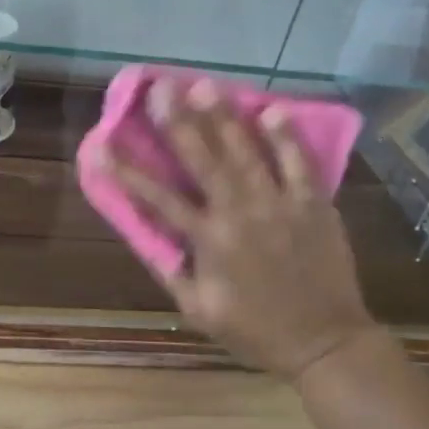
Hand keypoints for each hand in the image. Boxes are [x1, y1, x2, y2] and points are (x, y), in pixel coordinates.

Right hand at [88, 77, 382, 381]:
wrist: (325, 343)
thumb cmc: (255, 330)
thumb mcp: (200, 310)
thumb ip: (172, 271)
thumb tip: (148, 234)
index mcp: (209, 241)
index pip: (158, 199)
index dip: (127, 171)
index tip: (103, 144)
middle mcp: (240, 214)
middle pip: (203, 159)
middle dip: (178, 121)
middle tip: (162, 87)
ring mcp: (280, 205)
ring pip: (247, 152)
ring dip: (224, 117)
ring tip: (206, 85)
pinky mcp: (313, 205)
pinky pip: (299, 164)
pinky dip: (286, 137)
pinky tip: (273, 109)